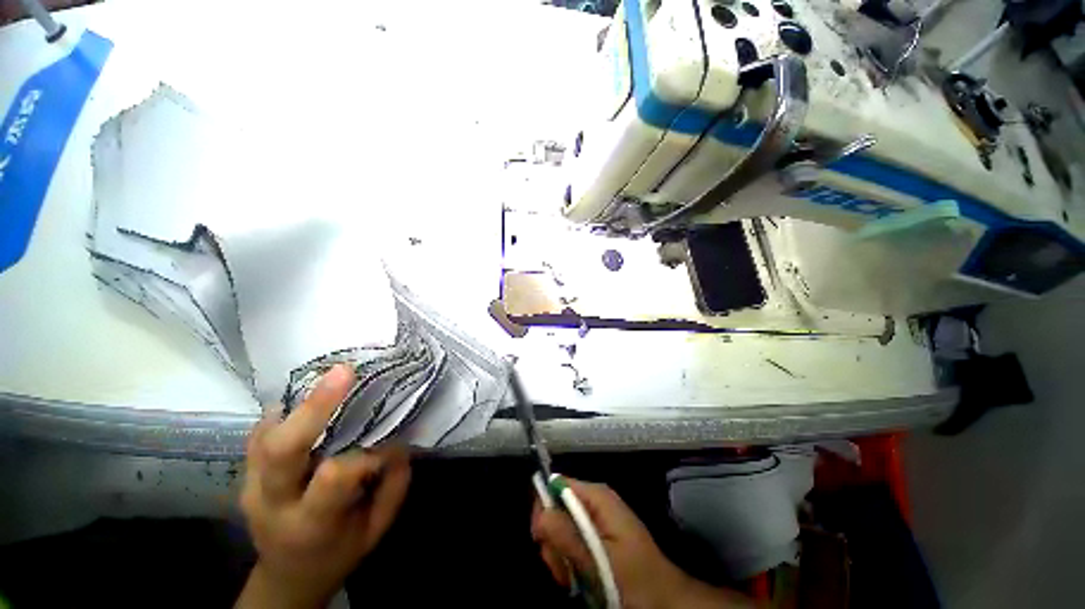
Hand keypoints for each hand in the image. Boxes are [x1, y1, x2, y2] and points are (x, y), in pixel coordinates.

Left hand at [237, 364, 411, 608]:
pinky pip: (261, 432)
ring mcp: (250, 484)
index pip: (333, 477)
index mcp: (308, 525)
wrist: (288, 573)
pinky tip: (310, 396)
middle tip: (345, 372)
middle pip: (282, 451)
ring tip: (332, 376)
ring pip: (266, 435)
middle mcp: (271, 503)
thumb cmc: (338, 552)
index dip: (367, 454)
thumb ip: (392, 485)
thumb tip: (397, 440)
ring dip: (300, 402)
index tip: (389, 443)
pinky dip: (286, 409)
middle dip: (314, 407)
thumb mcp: (375, 529)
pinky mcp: (244, 472)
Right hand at [531, 478, 751, 608]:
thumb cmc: (635, 580)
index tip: (541, 540)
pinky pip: (571, 541)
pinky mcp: (596, 536)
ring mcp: (596, 519)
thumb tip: (541, 514)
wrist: (664, 600)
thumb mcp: (599, 561)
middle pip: (555, 507)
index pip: (556, 484)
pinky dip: (568, 560)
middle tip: (562, 568)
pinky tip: (576, 577)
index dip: (544, 508)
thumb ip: (568, 536)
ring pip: (560, 527)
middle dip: (553, 539)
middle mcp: (594, 501)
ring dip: (559, 555)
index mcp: (597, 497)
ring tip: (571, 577)